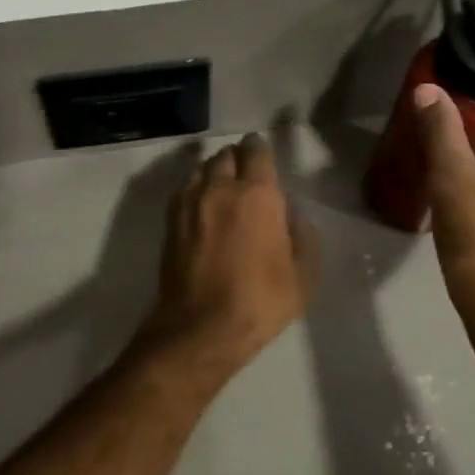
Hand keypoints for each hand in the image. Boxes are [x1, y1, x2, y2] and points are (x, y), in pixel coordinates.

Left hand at [143, 133, 317, 373]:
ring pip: (202, 168)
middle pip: (226, 154)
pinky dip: (196, 188)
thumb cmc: (259, 301)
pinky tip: (203, 205)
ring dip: (215, 170)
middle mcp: (221, 187)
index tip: (263, 154)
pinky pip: (185, 188)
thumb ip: (303, 236)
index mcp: (257, 194)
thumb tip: (291, 215)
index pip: (256, 151)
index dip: (260, 149)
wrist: (201, 326)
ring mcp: (191, 200)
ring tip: (223, 187)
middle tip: (247, 173)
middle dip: (238, 158)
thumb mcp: (303, 275)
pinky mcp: (171, 218)